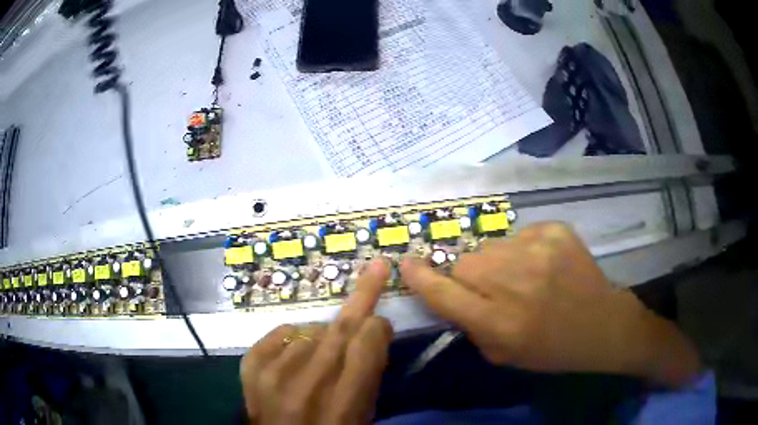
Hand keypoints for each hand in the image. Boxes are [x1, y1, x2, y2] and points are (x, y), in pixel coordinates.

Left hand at [240, 259, 392, 424]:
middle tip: (376, 268)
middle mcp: (306, 386)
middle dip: (363, 294)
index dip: (378, 328)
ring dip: (323, 337)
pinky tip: (296, 351)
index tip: (381, 326)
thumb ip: (368, 377)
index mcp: (342, 405)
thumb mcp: (362, 417)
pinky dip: (293, 337)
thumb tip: (372, 333)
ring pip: (310, 330)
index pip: (366, 344)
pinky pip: (279, 333)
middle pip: (339, 328)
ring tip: (321, 358)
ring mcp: (272, 375)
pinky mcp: (250, 367)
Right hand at [401, 222, 701, 386]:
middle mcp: (516, 283)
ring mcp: (539, 250)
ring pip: (491, 246)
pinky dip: (523, 250)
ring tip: (521, 277)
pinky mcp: (556, 231)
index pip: (444, 292)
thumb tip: (447, 292)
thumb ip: (469, 325)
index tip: (407, 263)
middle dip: (468, 275)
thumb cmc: (550, 349)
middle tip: (490, 288)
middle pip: (466, 262)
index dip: (421, 277)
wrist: (602, 324)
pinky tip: (543, 266)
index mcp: (500, 321)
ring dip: (496, 262)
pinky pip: (519, 235)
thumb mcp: (502, 354)